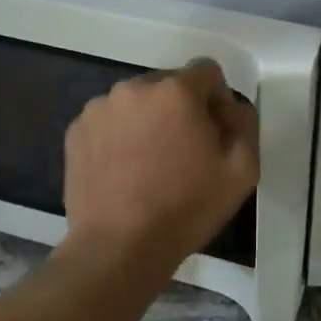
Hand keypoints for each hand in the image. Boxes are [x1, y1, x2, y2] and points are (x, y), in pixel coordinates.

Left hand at [60, 60, 258, 286]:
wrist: (119, 247)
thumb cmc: (186, 207)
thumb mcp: (242, 170)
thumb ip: (245, 125)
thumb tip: (232, 109)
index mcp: (176, 90)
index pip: (207, 72)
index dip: (218, 100)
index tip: (216, 134)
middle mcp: (134, 87)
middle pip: (169, 86)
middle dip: (182, 109)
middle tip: (184, 152)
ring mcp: (100, 108)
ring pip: (136, 103)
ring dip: (148, 121)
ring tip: (150, 165)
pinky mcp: (76, 131)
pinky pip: (109, 121)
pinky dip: (119, 136)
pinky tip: (124, 172)